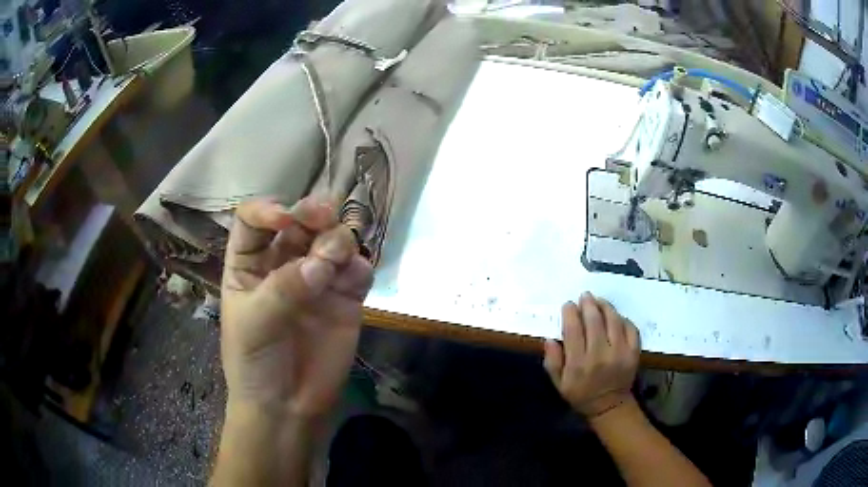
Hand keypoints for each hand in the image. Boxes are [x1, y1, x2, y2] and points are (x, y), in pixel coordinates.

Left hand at [220, 196, 373, 418]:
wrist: (287, 407)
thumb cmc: (254, 363)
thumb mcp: (254, 324)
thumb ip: (283, 290)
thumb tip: (320, 265)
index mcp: (249, 263)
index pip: (254, 220)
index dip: (267, 210)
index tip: (284, 219)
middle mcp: (283, 263)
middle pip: (299, 221)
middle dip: (311, 213)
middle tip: (324, 215)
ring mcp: (317, 279)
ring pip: (332, 239)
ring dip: (337, 239)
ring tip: (333, 260)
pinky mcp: (345, 298)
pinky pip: (357, 270)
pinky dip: (358, 266)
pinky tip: (353, 277)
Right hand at [543, 292, 639, 417]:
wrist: (609, 405)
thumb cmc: (580, 393)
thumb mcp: (559, 383)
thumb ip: (552, 361)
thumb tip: (550, 339)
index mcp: (579, 363)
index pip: (573, 330)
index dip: (570, 313)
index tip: (568, 305)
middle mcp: (600, 355)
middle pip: (594, 321)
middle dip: (588, 304)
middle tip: (584, 296)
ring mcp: (620, 352)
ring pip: (613, 320)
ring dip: (605, 306)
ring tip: (599, 300)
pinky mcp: (634, 352)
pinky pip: (630, 327)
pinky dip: (622, 318)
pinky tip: (615, 316)